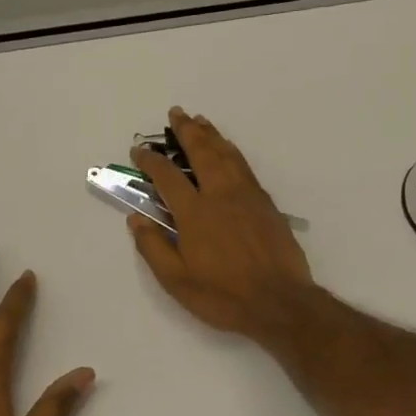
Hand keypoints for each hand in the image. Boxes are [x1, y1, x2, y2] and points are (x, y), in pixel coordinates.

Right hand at [128, 107, 315, 341]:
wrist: (280, 302)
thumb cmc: (224, 295)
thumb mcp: (177, 281)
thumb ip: (154, 247)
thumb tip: (135, 218)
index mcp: (195, 213)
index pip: (167, 176)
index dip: (150, 160)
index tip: (139, 150)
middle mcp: (220, 195)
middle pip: (201, 152)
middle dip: (186, 131)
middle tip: (175, 113)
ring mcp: (246, 195)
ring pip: (226, 154)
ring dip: (210, 134)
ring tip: (199, 121)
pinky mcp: (265, 202)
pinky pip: (244, 166)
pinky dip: (230, 150)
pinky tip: (227, 148)